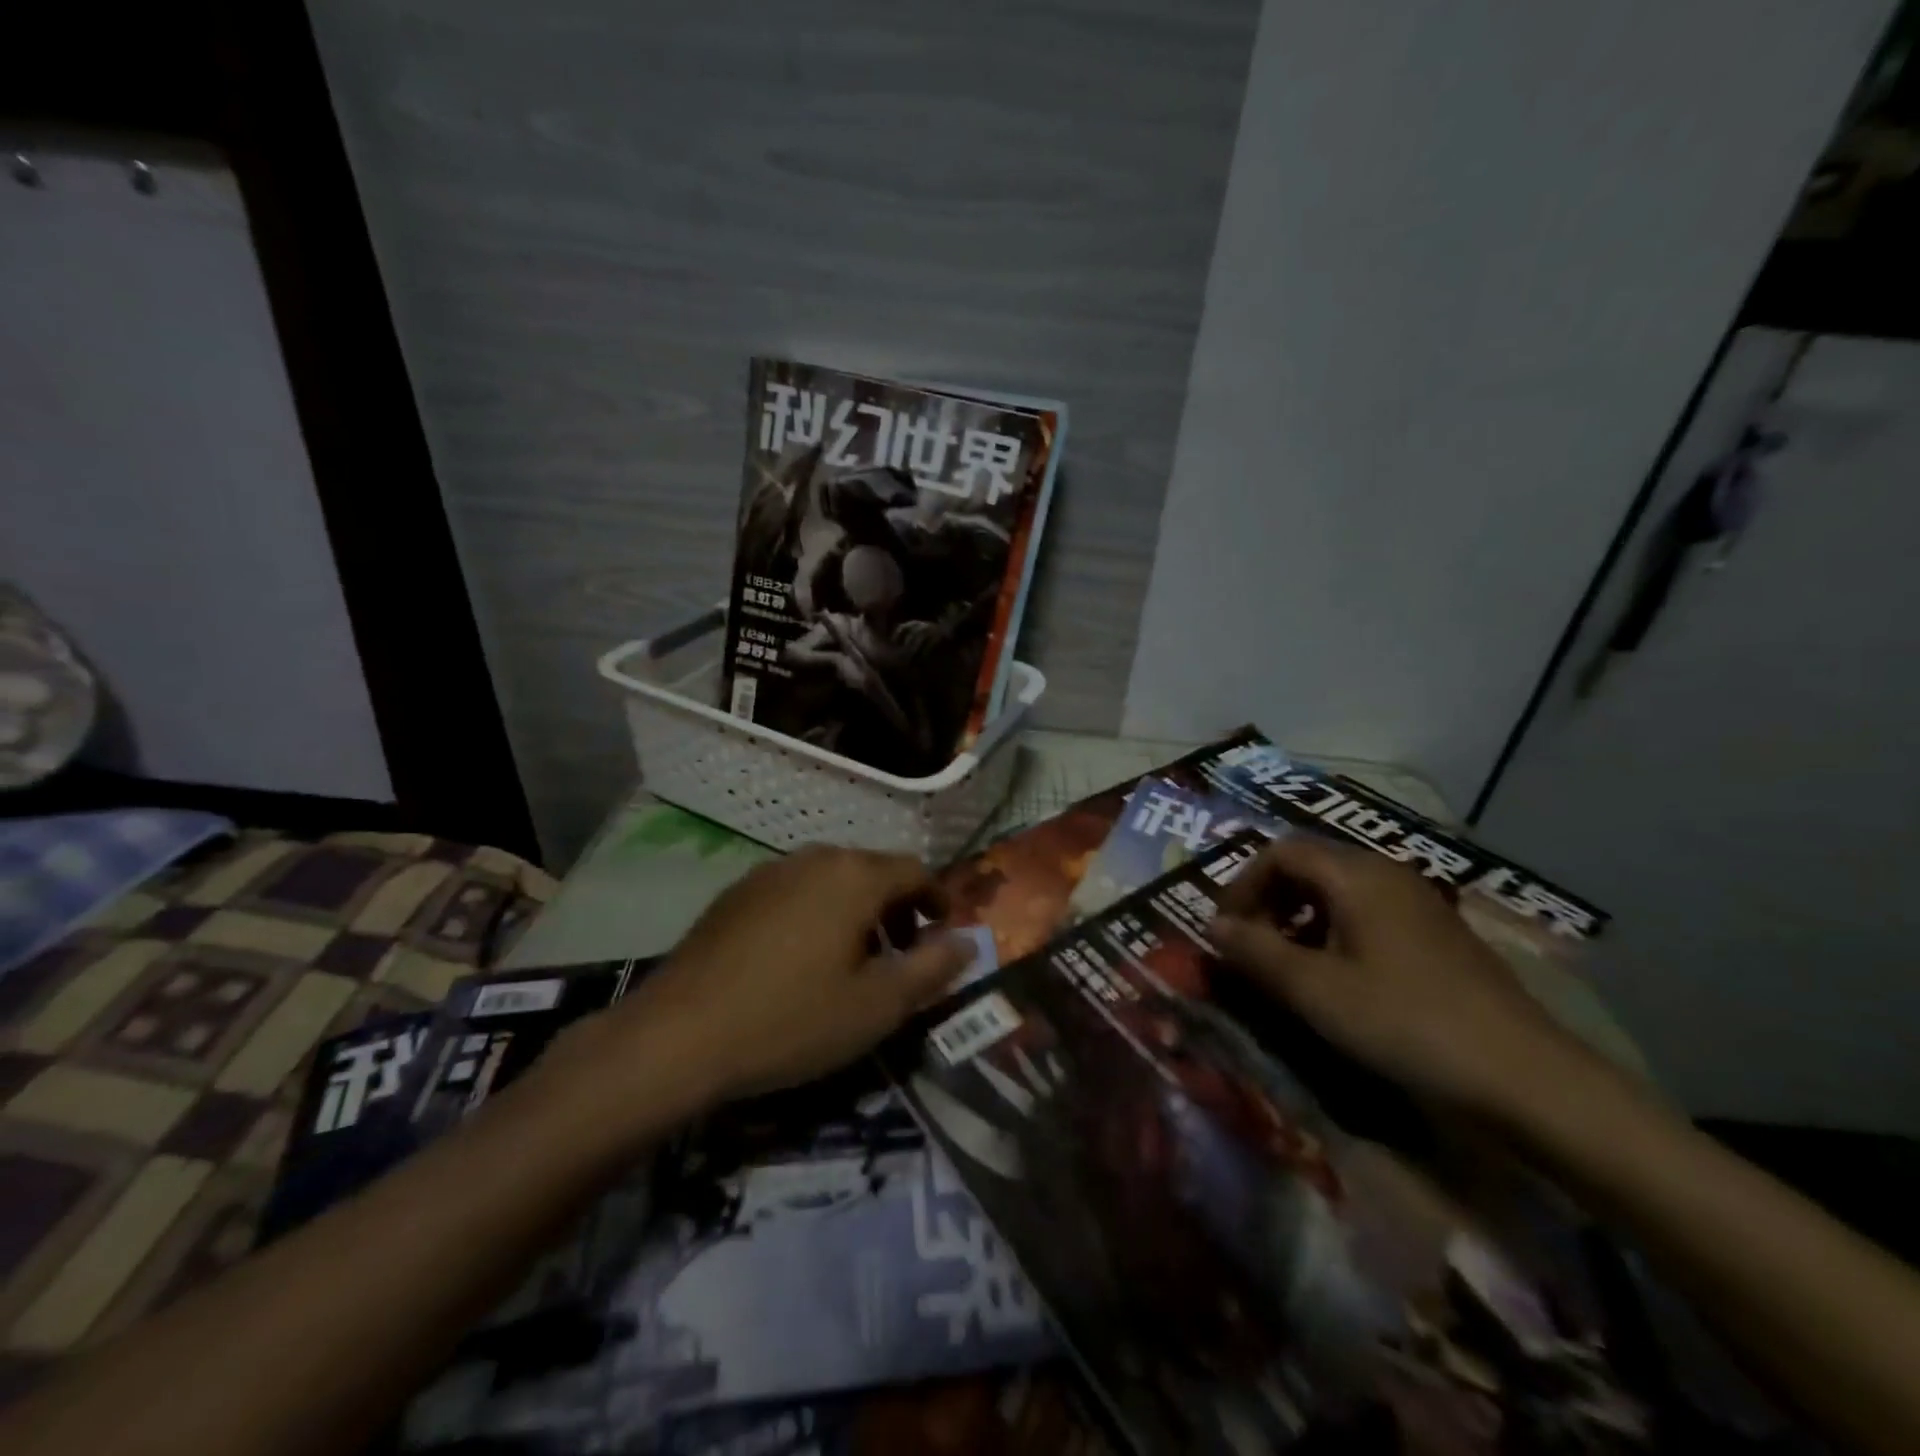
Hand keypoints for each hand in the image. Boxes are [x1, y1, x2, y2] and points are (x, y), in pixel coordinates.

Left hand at [574, 848, 968, 1110]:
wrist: (677, 1036)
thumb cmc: (791, 1020)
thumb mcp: (876, 1006)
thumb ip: (931, 969)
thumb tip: (967, 942)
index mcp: (853, 875)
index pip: (915, 871)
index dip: (938, 901)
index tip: (945, 936)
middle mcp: (813, 858)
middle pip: (873, 871)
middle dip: (898, 909)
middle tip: (903, 956)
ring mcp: (768, 872)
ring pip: (832, 880)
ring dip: (857, 912)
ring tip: (855, 962)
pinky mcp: (735, 895)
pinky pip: (795, 893)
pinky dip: (817, 915)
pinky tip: (801, 961)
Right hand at [1211, 835, 1587, 1119]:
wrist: (1525, 1078)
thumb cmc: (1405, 1023)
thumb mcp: (1315, 991)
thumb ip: (1256, 952)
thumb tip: (1213, 926)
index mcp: (1356, 875)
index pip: (1280, 852)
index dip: (1243, 885)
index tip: (1227, 930)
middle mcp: (1388, 874)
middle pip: (1310, 864)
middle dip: (1269, 898)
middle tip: (1251, 944)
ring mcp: (1419, 902)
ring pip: (1339, 889)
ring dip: (1300, 915)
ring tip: (1288, 963)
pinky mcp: (1437, 934)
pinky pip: (1369, 911)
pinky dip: (1334, 930)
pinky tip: (1338, 976)